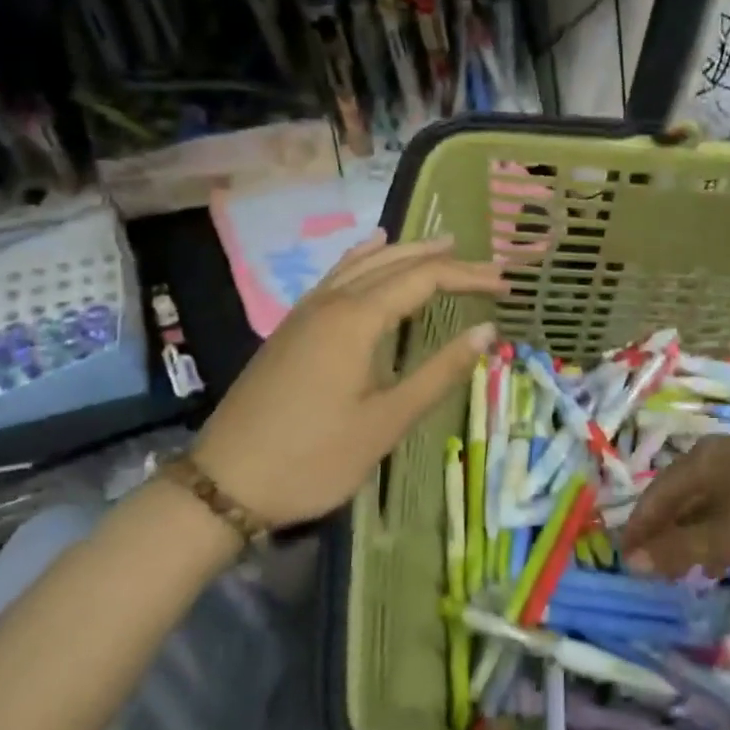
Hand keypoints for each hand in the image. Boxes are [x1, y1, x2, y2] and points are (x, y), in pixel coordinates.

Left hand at [190, 231, 502, 526]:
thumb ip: (439, 371)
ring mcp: (306, 311)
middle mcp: (331, 302)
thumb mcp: (386, 422)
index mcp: (356, 319)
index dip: (467, 277)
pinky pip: (336, 275)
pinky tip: (370, 250)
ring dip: (405, 252)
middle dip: (443, 260)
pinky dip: (363, 258)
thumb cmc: (313, 458)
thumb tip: (488, 331)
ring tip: (442, 244)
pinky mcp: (291, 327)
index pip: (424, 279)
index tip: (505, 284)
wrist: (224, 485)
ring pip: (363, 263)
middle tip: (486, 265)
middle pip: (395, 264)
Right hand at [621, 436, 729, 576]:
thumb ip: (680, 548)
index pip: (656, 495)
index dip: (638, 528)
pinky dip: (714, 534)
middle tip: (650, 571)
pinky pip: (725, 509)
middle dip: (661, 534)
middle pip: (677, 498)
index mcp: (701, 459)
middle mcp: (716, 457)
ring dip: (687, 538)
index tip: (622, 562)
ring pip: (702, 505)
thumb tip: (631, 562)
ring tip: (678, 572)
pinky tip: (717, 561)